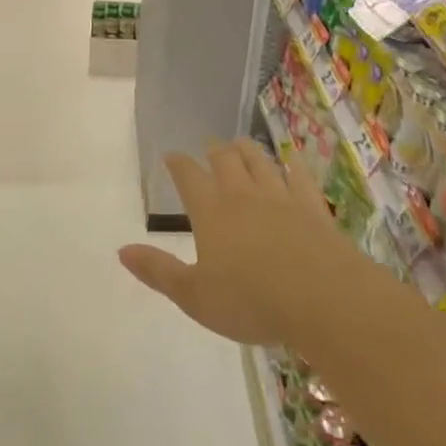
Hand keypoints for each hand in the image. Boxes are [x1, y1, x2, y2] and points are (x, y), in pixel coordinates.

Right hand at [118, 139, 359, 347]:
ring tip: (240, 143)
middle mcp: (244, 196)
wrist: (324, 299)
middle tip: (208, 146)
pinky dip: (293, 166)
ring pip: (261, 162)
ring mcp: (282, 199)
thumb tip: (121, 251)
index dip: (178, 164)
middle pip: (226, 161)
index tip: (172, 156)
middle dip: (214, 151)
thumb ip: (158, 271)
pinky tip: (292, 161)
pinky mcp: (314, 209)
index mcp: (212, 213)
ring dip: (248, 150)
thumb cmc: (252, 301)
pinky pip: (300, 178)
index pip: (189, 177)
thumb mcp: (194, 296)